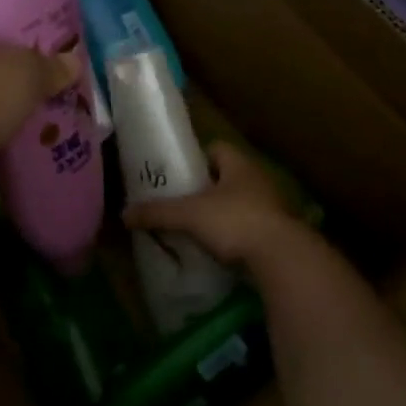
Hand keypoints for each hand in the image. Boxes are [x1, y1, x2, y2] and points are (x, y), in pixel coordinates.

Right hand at [122, 141, 301, 267]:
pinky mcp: (277, 232)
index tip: (177, 174)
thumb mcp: (188, 215)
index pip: (216, 148)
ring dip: (220, 213)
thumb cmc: (234, 221)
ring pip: (239, 203)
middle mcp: (258, 179)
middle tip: (180, 202)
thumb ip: (156, 212)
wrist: (281, 257)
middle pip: (226, 177)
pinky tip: (216, 248)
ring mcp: (272, 206)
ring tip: (195, 227)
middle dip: (205, 188)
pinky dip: (233, 235)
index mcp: (239, 164)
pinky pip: (249, 227)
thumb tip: (124, 214)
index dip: (195, 158)